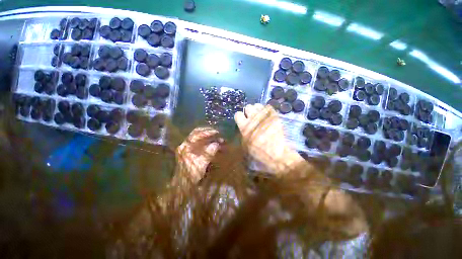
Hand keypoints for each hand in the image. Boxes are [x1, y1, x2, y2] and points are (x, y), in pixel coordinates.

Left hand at [176, 127, 220, 182]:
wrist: (183, 184)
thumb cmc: (191, 174)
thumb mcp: (202, 164)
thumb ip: (209, 153)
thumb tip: (217, 144)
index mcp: (186, 147)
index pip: (197, 135)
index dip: (207, 132)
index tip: (217, 132)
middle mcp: (185, 144)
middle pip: (196, 133)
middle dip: (207, 132)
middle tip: (216, 132)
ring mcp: (186, 147)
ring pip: (197, 137)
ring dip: (207, 136)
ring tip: (216, 137)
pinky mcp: (189, 151)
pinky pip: (198, 142)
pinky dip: (205, 141)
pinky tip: (211, 143)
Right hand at [234, 104, 304, 174]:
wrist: (277, 154)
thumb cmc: (259, 153)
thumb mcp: (246, 145)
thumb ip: (243, 133)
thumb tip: (244, 127)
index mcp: (245, 127)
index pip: (237, 114)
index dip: (240, 117)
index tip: (242, 120)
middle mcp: (253, 119)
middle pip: (248, 107)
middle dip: (249, 111)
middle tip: (252, 117)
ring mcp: (265, 116)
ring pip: (258, 105)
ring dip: (257, 109)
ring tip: (260, 115)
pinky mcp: (274, 116)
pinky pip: (269, 107)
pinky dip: (267, 110)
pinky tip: (268, 115)